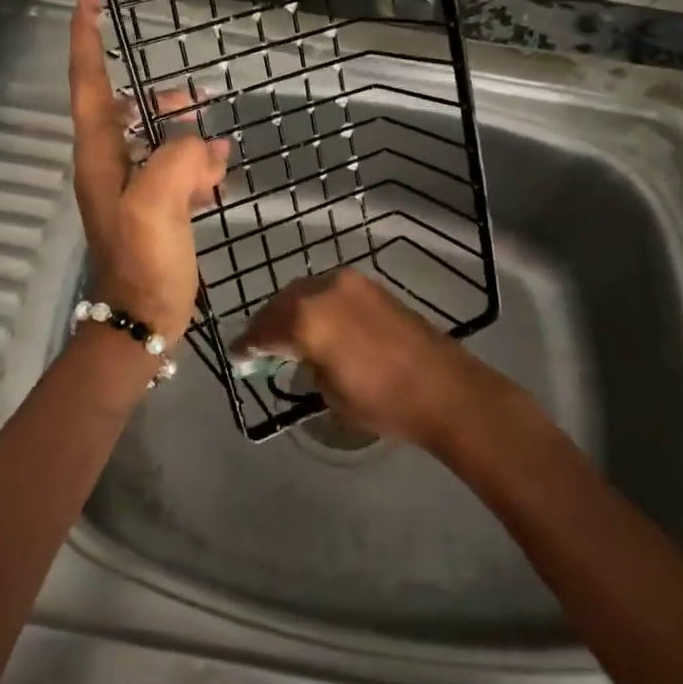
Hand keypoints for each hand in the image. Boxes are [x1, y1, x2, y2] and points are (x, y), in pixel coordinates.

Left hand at [68, 0, 227, 341]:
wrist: (143, 316)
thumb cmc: (143, 259)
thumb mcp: (157, 203)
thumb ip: (179, 157)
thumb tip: (201, 144)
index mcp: (99, 154)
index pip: (88, 83)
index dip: (86, 40)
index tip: (88, 0)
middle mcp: (109, 163)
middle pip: (130, 109)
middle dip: (164, 101)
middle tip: (200, 97)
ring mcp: (131, 186)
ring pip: (159, 140)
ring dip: (188, 138)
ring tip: (220, 152)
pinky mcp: (152, 207)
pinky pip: (174, 169)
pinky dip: (196, 165)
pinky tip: (220, 172)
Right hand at [233, 269, 485, 448]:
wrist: (444, 388)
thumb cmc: (382, 400)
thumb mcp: (329, 391)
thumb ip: (304, 364)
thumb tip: (296, 355)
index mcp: (307, 318)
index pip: (264, 329)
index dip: (248, 345)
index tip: (238, 357)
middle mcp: (323, 289)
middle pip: (282, 302)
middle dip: (268, 323)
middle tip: (259, 345)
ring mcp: (349, 282)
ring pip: (305, 292)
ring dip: (292, 310)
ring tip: (287, 335)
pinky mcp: (370, 285)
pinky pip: (329, 291)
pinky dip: (316, 305)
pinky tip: (317, 324)